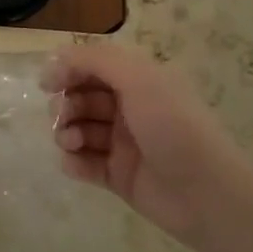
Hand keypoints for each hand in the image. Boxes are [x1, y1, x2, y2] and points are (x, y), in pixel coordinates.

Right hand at [42, 43, 252, 247]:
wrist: (205, 194)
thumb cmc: (174, 127)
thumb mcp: (138, 79)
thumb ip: (95, 60)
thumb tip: (57, 57)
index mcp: (139, 82)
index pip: (92, 67)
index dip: (67, 71)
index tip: (47, 84)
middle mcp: (129, 109)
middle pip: (81, 98)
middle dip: (65, 105)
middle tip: (63, 117)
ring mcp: (122, 144)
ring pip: (78, 129)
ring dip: (66, 132)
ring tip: (71, 143)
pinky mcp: (116, 175)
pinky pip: (83, 163)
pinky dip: (73, 161)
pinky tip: (75, 163)